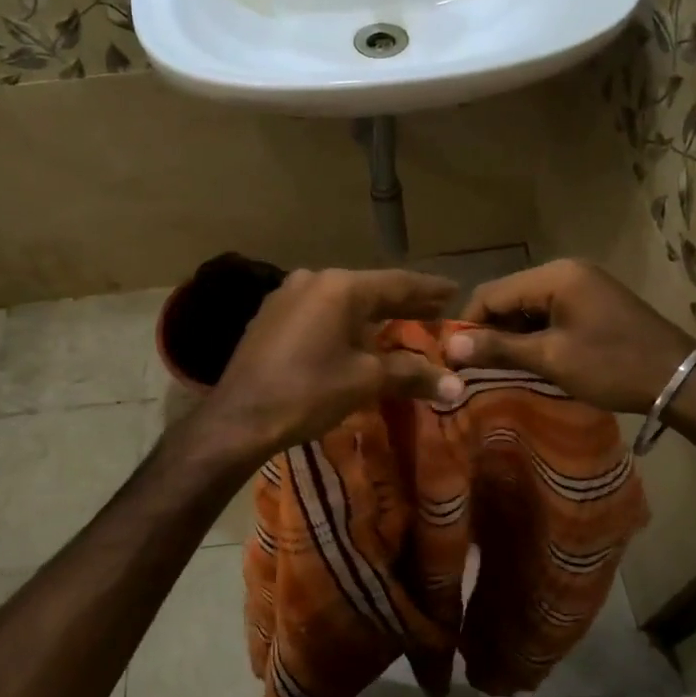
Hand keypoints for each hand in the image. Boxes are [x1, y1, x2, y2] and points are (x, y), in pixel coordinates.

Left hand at [200, 267, 465, 463]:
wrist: (239, 416)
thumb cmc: (307, 392)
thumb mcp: (365, 381)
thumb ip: (411, 374)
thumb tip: (456, 385)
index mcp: (341, 288)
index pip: (398, 283)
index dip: (429, 289)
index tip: (455, 290)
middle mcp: (314, 280)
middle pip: (370, 289)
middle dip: (403, 302)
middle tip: (435, 307)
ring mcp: (287, 295)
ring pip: (342, 300)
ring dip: (371, 313)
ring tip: (398, 322)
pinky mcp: (271, 316)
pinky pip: (319, 311)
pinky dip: (343, 321)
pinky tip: (352, 335)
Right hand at [445, 259, 695, 415]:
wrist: (679, 380)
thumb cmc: (612, 366)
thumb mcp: (551, 358)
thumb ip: (499, 349)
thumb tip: (451, 348)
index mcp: (555, 276)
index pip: (491, 293)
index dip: (468, 325)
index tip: (454, 358)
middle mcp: (566, 270)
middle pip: (509, 296)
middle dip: (490, 330)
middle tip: (475, 367)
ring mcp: (582, 284)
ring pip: (527, 305)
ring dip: (512, 334)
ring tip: (500, 366)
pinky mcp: (592, 301)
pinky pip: (549, 312)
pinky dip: (535, 333)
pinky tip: (530, 358)